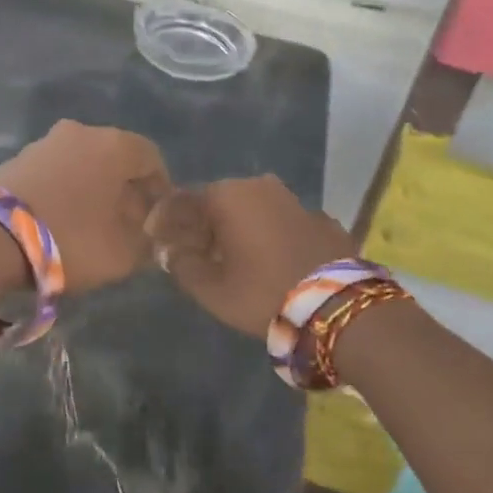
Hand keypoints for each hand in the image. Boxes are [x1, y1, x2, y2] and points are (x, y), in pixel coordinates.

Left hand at [0, 120, 170, 294]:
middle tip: (125, 224)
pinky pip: (52, 174)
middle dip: (123, 190)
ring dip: (89, 191)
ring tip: (89, 227)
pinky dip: (61, 193)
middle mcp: (79, 133)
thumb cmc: (69, 239)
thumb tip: (145, 231)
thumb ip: (145, 242)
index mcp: (114, 144)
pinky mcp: (13, 160)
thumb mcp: (122, 254)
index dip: (159, 188)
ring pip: (80, 165)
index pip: (151, 158)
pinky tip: (56, 223)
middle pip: (113, 159)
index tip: (157, 217)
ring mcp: (41, 143)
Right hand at [145, 176, 353, 336]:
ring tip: (230, 257)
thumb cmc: (262, 293)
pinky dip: (267, 235)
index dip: (166, 220)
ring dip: (236, 228)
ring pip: (251, 209)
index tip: (156, 239)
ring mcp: (295, 200)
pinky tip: (267, 259)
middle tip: (192, 252)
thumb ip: (183, 265)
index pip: (183, 200)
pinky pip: (280, 222)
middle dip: (201, 224)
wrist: (337, 306)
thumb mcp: (211, 289)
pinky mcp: (322, 219)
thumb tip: (170, 251)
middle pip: (217, 201)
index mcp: (227, 196)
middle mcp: (259, 186)